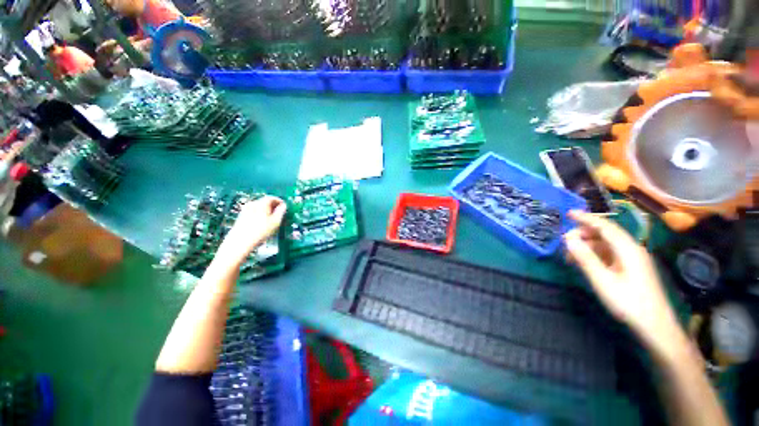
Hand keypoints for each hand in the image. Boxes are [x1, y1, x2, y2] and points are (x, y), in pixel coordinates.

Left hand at [216, 196, 286, 265]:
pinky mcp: (241, 217)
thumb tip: (284, 206)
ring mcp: (245, 210)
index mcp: (261, 203)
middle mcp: (252, 204)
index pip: (272, 198)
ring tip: (271, 219)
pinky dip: (260, 214)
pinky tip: (262, 223)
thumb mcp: (276, 222)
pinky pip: (253, 212)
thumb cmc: (261, 231)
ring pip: (259, 207)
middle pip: (264, 201)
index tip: (284, 206)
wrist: (240, 242)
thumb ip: (281, 212)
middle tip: (279, 213)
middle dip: (273, 206)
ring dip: (266, 211)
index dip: (279, 201)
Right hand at [564, 210, 680, 350]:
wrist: (654, 325)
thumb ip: (585, 258)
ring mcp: (632, 259)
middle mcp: (631, 249)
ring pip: (605, 244)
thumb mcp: (602, 280)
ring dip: (586, 246)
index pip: (605, 226)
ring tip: (570, 255)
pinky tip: (584, 262)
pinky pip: (609, 254)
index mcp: (628, 249)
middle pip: (605, 234)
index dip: (586, 218)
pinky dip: (594, 254)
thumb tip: (568, 238)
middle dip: (583, 234)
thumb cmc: (629, 302)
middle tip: (564, 242)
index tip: (568, 213)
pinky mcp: (630, 268)